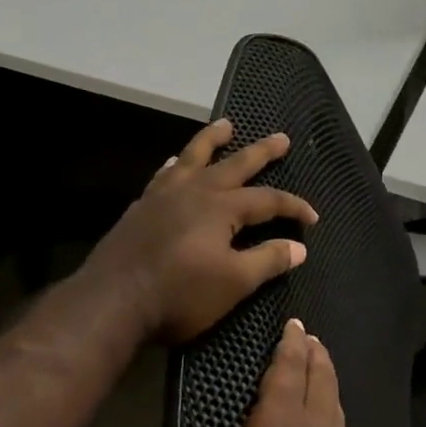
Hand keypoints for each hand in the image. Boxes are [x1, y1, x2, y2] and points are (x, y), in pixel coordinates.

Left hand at [80, 118, 317, 344]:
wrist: (112, 301)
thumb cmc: (179, 294)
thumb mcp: (233, 282)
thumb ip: (267, 261)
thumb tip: (299, 247)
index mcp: (221, 208)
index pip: (268, 200)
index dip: (293, 207)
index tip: (313, 218)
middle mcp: (195, 191)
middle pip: (235, 164)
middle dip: (261, 151)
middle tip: (280, 137)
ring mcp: (164, 196)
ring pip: (193, 158)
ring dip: (212, 141)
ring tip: (225, 125)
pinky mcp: (141, 207)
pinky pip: (164, 175)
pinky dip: (176, 165)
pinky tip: (175, 164)